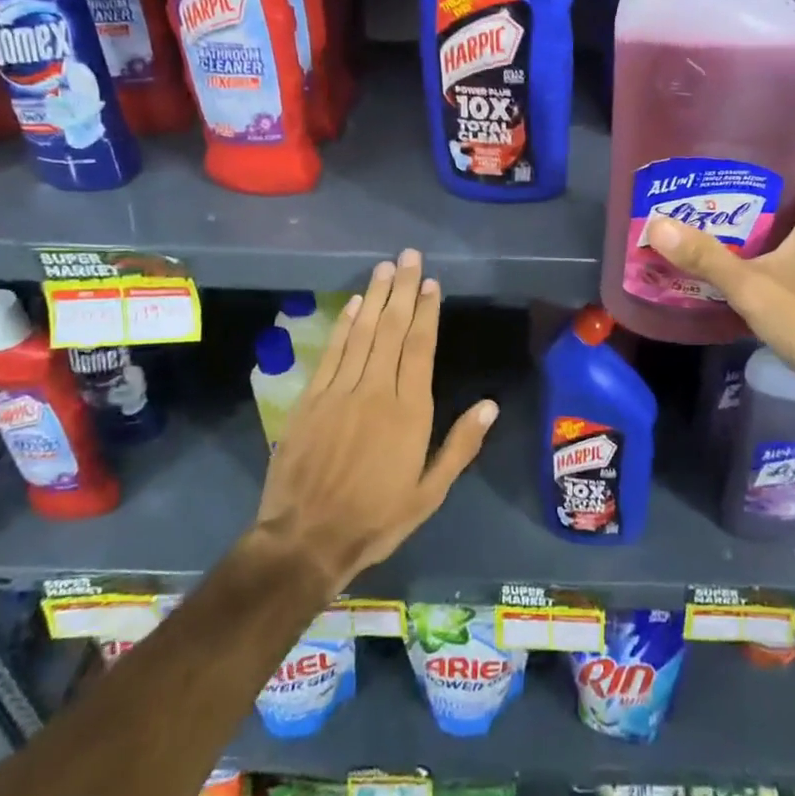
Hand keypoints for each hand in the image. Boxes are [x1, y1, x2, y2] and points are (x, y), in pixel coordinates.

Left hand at [256, 249, 496, 589]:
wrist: (304, 539)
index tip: (430, 282)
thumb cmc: (376, 519)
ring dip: (375, 297)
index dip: (425, 312)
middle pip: (391, 330)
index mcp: (409, 412)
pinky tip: (354, 304)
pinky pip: (332, 352)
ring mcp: (339, 392)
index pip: (419, 348)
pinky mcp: (310, 400)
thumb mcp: (429, 493)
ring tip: (384, 267)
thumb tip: (489, 404)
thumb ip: (460, 446)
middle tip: (408, 256)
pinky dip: (344, 325)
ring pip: (362, 333)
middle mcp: (375, 391)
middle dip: (401, 290)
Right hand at [647, 144, 794, 409]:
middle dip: (754, 176)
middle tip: (707, 171)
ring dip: (759, 210)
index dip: (771, 137)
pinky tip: (733, 245)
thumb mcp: (752, 285)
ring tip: (712, 203)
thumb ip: (704, 256)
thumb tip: (656, 225)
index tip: (730, 136)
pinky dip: (769, 237)